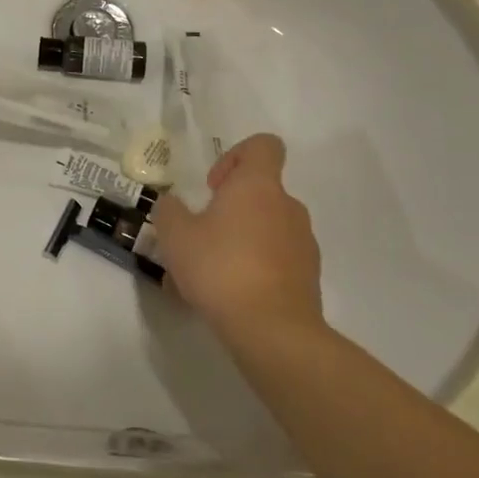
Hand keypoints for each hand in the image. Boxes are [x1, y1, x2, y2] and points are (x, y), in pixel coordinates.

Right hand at [152, 133, 323, 339]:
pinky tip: (227, 298)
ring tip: (207, 276)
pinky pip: (275, 262)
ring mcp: (303, 243)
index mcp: (258, 185)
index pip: (263, 146)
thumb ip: (169, 211)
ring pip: (265, 230)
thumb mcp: (176, 235)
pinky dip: (254, 270)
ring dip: (239, 241)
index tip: (213, 185)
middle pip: (260, 192)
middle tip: (200, 236)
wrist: (274, 332)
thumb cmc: (221, 268)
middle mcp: (287, 206)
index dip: (236, 156)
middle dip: (229, 209)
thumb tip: (172, 204)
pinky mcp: (309, 278)